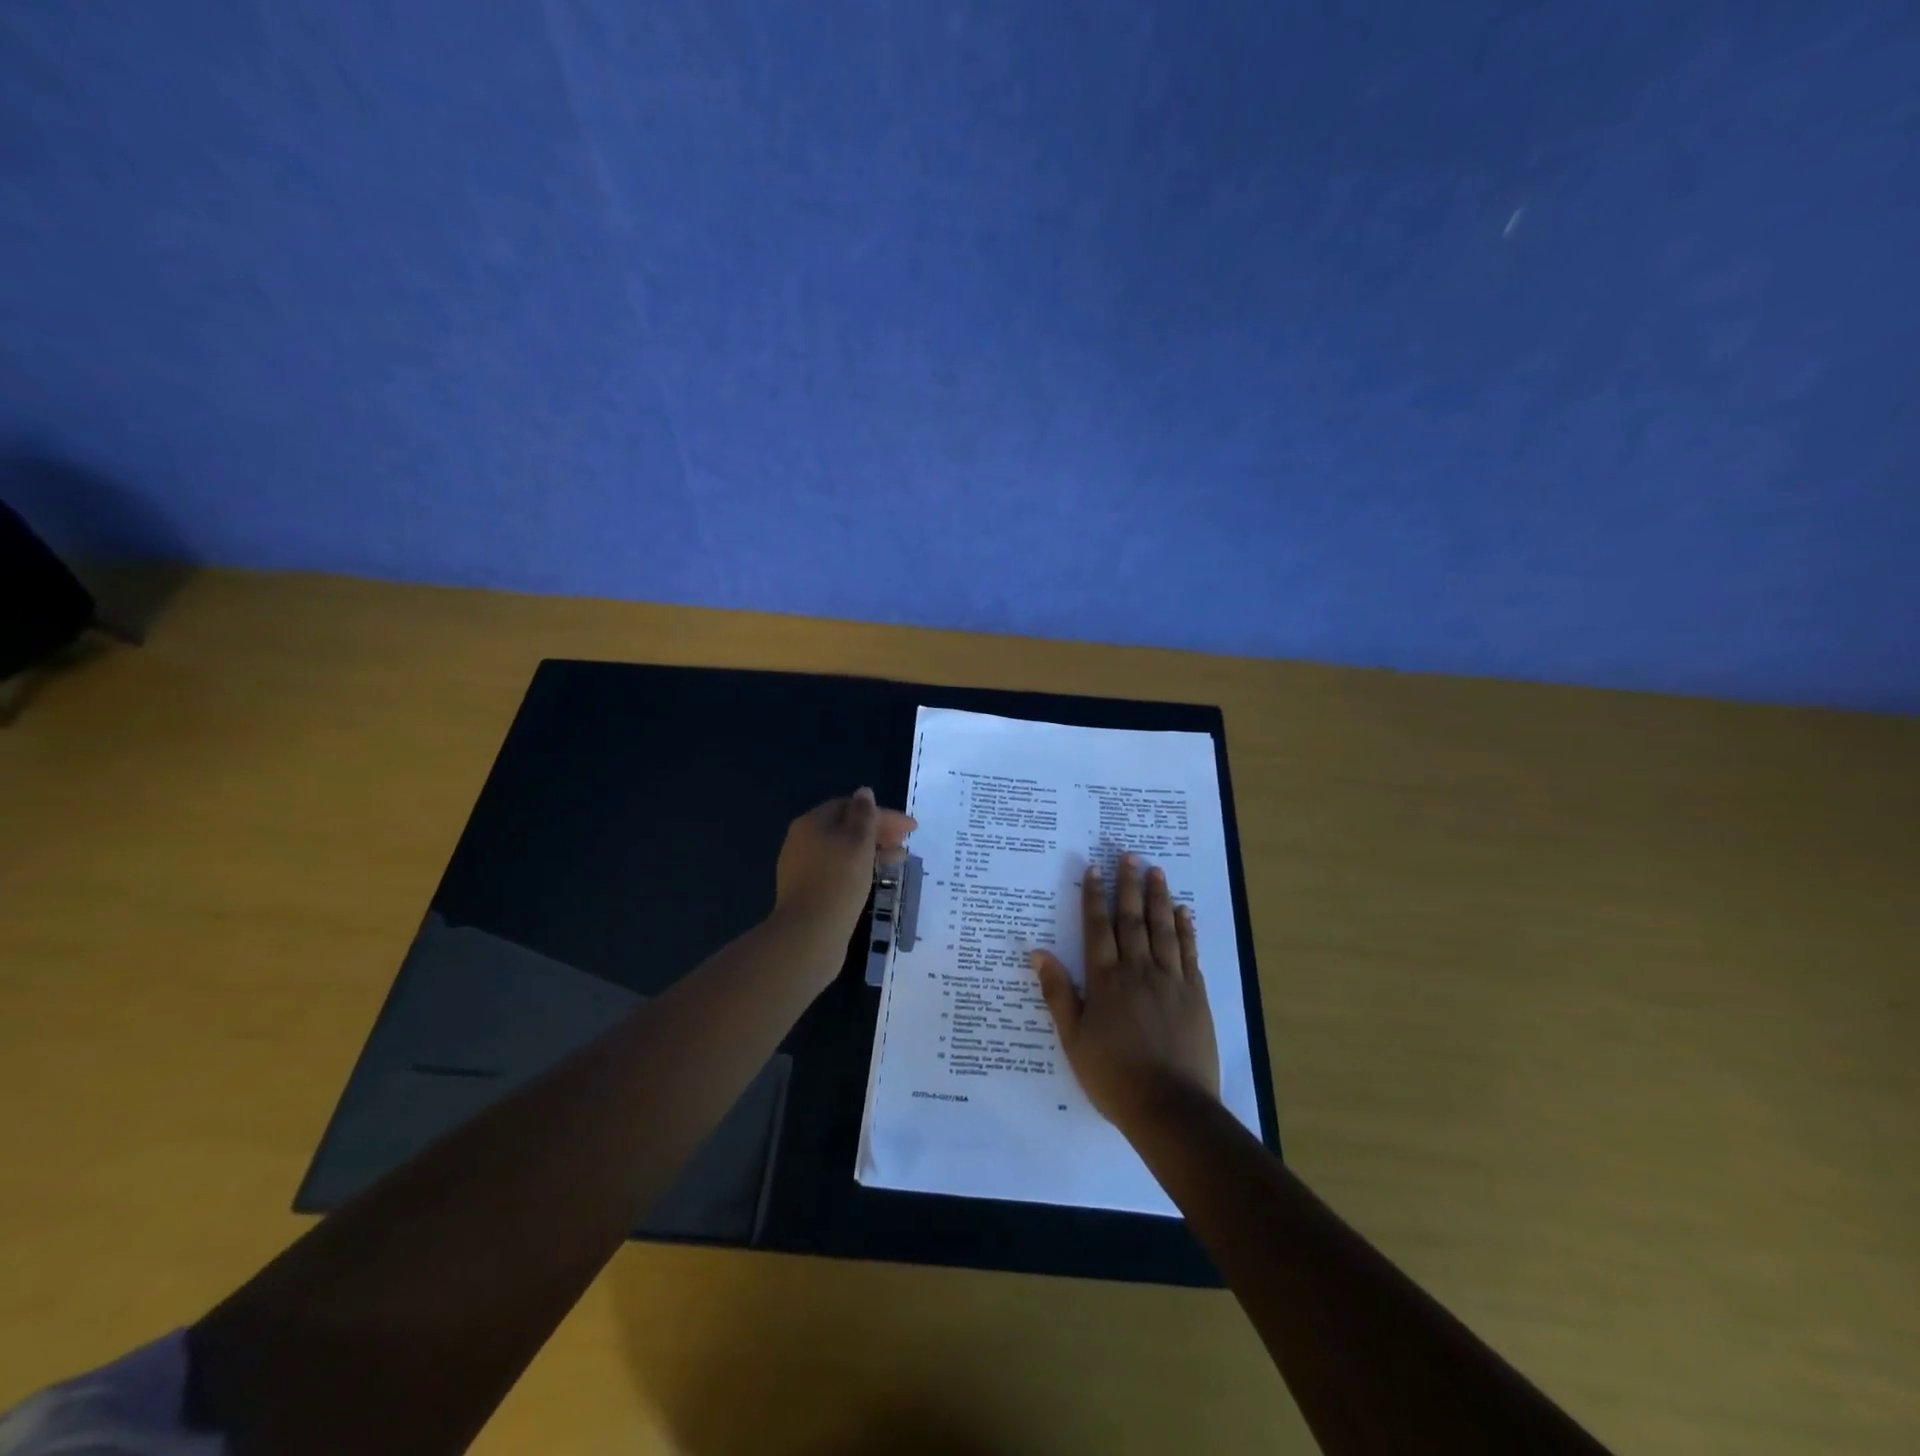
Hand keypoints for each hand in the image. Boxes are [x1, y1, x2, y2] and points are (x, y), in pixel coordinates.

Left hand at [772, 788, 915, 946]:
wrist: (809, 934)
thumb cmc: (838, 881)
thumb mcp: (857, 842)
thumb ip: (864, 814)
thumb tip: (864, 792)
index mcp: (812, 823)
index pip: (851, 807)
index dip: (882, 814)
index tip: (911, 828)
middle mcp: (803, 841)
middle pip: (846, 828)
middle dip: (878, 832)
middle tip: (906, 843)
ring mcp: (804, 868)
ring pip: (844, 851)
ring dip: (873, 851)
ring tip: (899, 861)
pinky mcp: (810, 892)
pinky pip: (839, 870)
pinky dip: (861, 868)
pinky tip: (876, 878)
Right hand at [1031, 853, 1220, 1131]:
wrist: (1170, 1107)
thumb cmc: (1113, 1076)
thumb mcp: (1073, 1038)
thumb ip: (1058, 992)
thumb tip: (1038, 952)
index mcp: (1106, 981)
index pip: (1098, 928)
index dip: (1095, 896)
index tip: (1095, 868)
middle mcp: (1138, 971)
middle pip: (1132, 919)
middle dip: (1128, 885)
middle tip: (1129, 855)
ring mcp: (1170, 980)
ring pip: (1163, 929)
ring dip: (1158, 898)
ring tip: (1156, 871)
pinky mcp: (1195, 995)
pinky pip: (1189, 952)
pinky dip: (1186, 930)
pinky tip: (1184, 912)